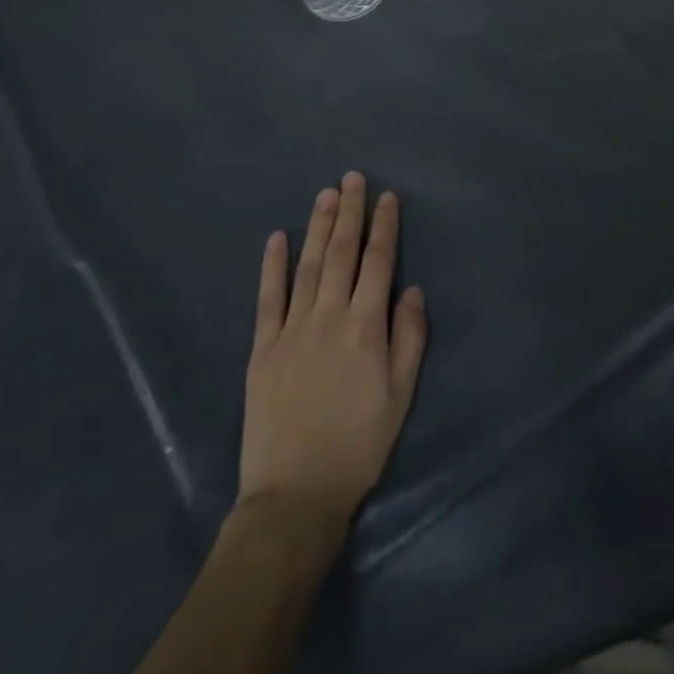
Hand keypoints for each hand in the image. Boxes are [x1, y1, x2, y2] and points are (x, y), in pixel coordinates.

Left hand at [237, 173, 427, 532]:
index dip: (384, 226)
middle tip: (352, 178)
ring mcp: (291, 329)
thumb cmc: (358, 445)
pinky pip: (268, 298)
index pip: (378, 263)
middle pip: (341, 253)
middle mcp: (328, 317)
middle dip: (349, 212)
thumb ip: (409, 338)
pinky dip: (272, 265)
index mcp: (365, 327)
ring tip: (325, 194)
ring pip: (308, 265)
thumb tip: (412, 289)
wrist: (294, 495)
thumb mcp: (400, 395)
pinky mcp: (262, 348)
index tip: (387, 197)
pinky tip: (277, 238)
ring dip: (318, 227)